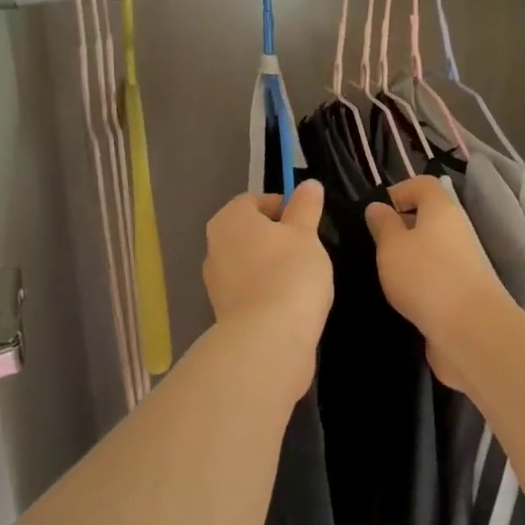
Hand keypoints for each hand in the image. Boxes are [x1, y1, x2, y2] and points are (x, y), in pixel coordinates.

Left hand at [202, 182, 332, 400]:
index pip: (255, 200)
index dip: (283, 206)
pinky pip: (250, 289)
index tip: (307, 221)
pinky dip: (267, 290)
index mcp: (230, 219)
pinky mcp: (224, 311)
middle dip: (278, 237)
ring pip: (250, 261)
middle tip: (308, 248)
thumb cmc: (289, 273)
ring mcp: (216, 281)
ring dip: (272, 264)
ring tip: (303, 277)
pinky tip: (290, 301)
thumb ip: (305, 207)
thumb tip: (308, 184)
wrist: (268, 339)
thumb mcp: (306, 234)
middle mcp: (215, 246)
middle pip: (250, 231)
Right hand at [365, 175, 513, 389]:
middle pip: (429, 217)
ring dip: (410, 258)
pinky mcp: (464, 292)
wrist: (471, 330)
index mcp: (441, 209)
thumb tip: (378, 207)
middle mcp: (457, 230)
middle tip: (375, 245)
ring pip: (432, 248)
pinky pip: (437, 276)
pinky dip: (420, 282)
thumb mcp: (391, 245)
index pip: (423, 184)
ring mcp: (464, 263)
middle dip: (402, 227)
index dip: (400, 191)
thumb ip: (383, 225)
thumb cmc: (425, 276)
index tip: (377, 213)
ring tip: (386, 273)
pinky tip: (404, 297)